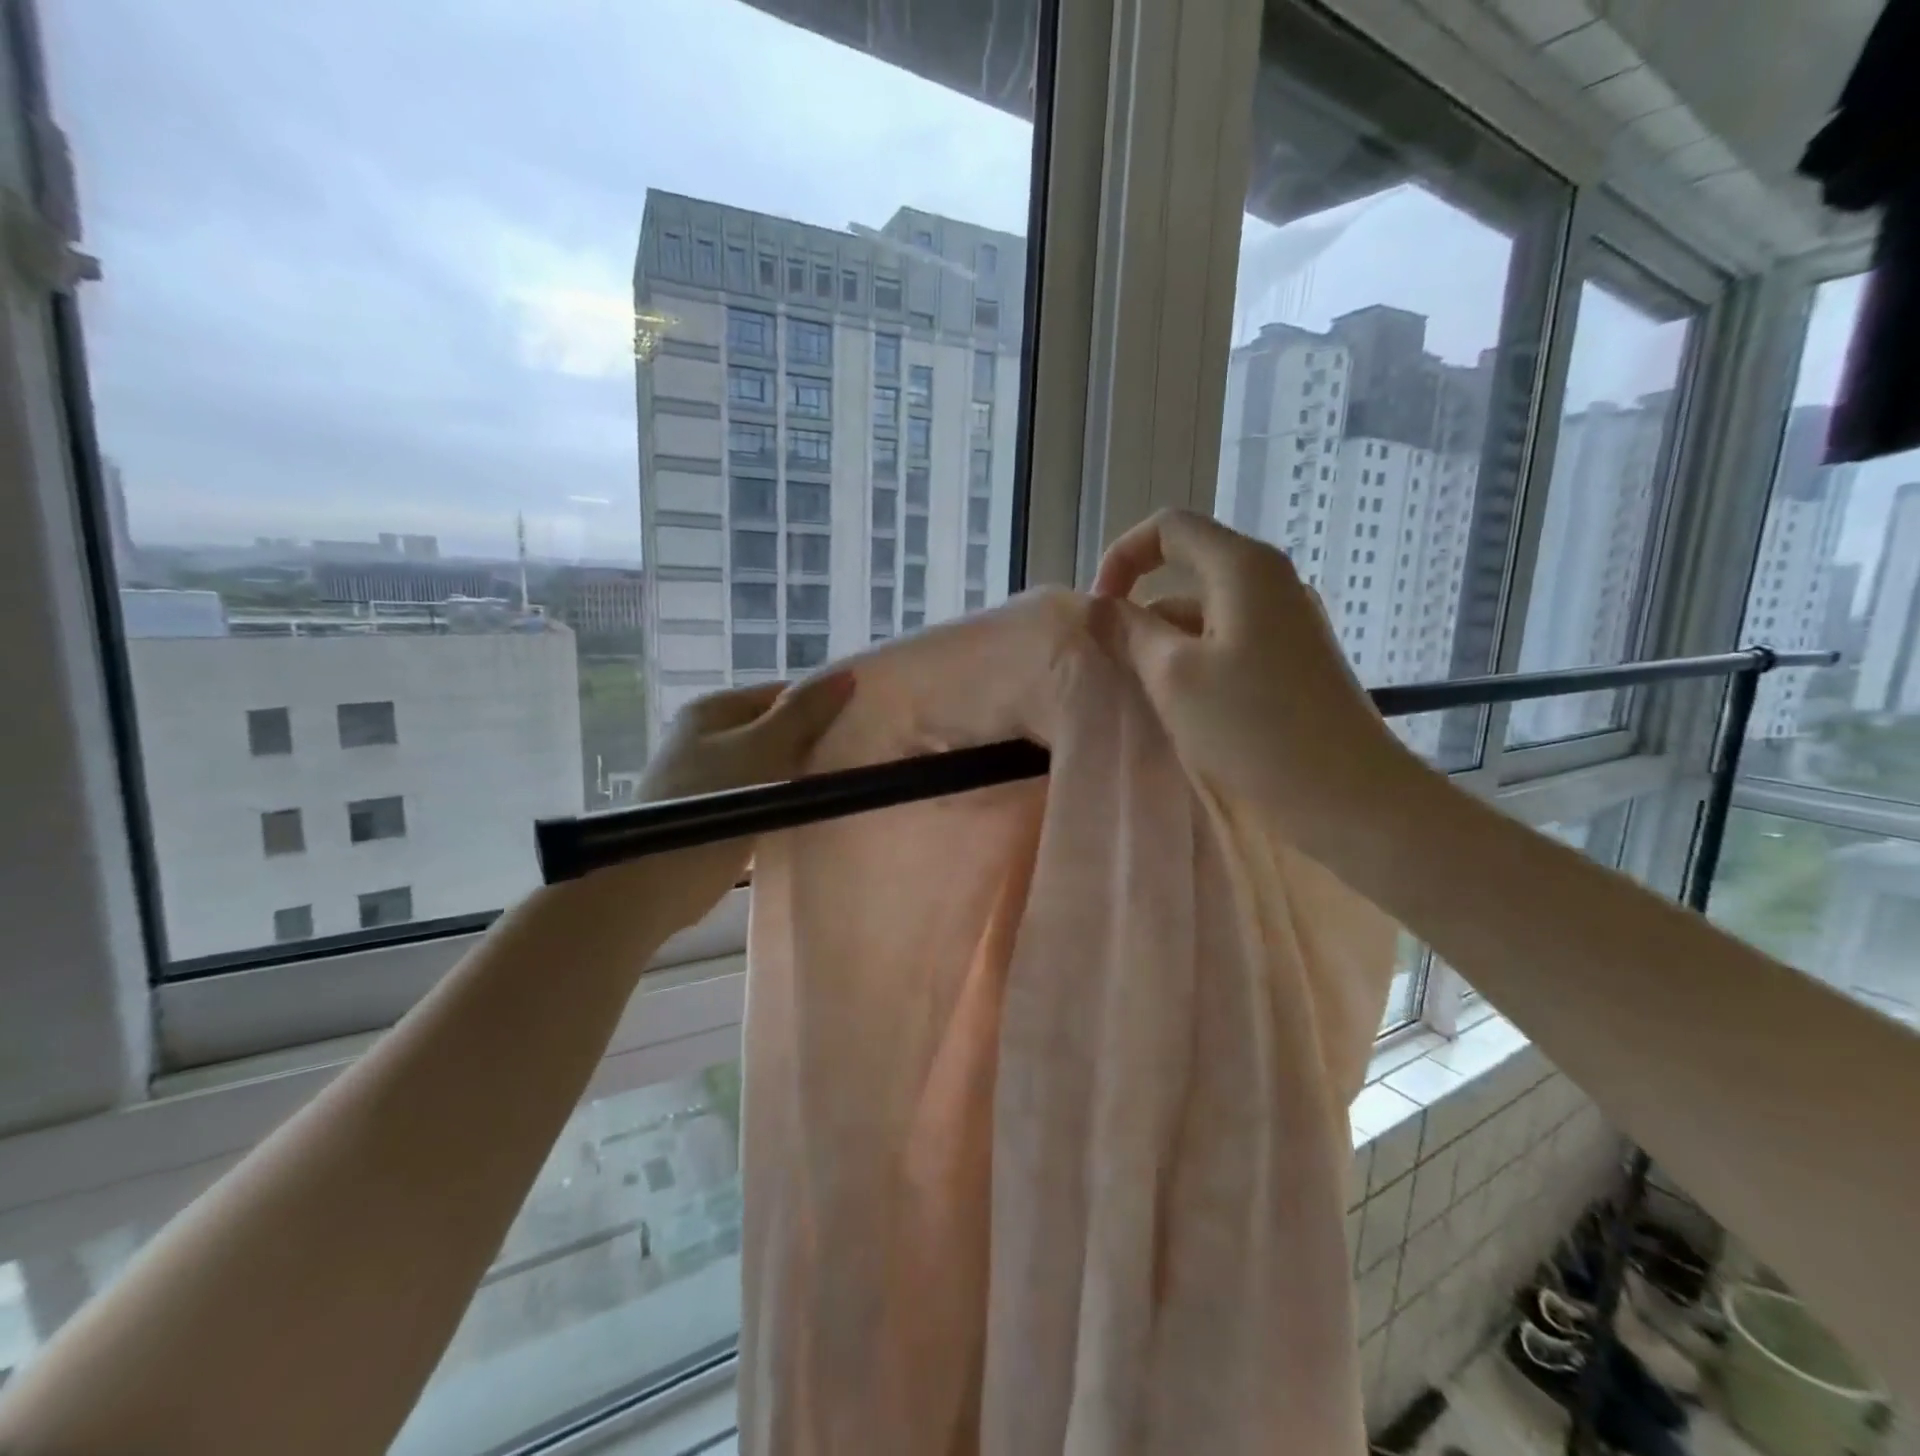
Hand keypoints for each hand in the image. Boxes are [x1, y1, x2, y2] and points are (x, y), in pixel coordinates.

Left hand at [593, 673, 854, 930]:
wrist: (653, 881)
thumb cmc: (709, 801)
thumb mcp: (764, 748)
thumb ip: (805, 713)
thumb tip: (847, 675)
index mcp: (714, 710)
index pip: (782, 694)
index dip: (821, 708)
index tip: (859, 729)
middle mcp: (708, 737)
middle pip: (776, 731)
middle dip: (813, 745)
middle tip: (857, 761)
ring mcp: (709, 778)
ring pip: (771, 769)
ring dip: (800, 779)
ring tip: (842, 789)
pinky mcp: (714, 815)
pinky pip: (760, 800)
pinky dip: (782, 805)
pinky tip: (811, 815)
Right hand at [1091, 509, 1421, 856]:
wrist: (1347, 797)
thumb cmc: (1253, 728)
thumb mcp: (1173, 675)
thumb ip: (1130, 631)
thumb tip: (1101, 608)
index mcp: (1244, 568)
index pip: (1168, 529)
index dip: (1121, 558)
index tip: (1098, 612)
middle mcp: (1270, 584)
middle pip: (1187, 572)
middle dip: (1139, 609)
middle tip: (1108, 661)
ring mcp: (1286, 625)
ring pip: (1205, 616)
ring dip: (1163, 644)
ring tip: (1136, 693)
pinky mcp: (1292, 664)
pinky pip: (1227, 646)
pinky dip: (1192, 665)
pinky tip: (1177, 710)